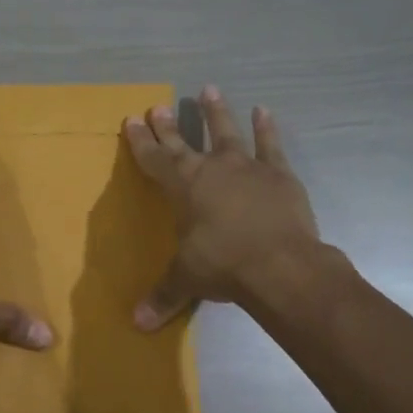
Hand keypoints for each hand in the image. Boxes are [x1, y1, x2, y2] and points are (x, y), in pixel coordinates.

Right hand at [123, 86, 323, 328]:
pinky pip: (271, 145)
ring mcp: (247, 167)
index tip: (131, 120)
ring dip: (217, 111)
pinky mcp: (279, 174)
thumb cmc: (223, 266)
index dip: (141, 141)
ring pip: (227, 131)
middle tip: (158, 106)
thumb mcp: (186, 280)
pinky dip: (267, 128)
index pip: (154, 159)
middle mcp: (211, 169)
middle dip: (169, 125)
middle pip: (184, 141)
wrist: (280, 265)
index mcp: (182, 188)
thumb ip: (163, 296)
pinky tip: (264, 110)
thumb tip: (136, 324)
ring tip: (209, 88)